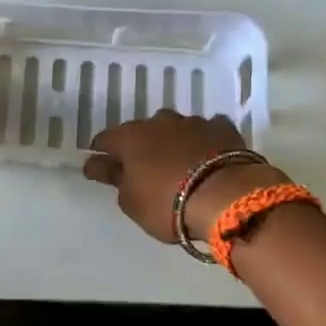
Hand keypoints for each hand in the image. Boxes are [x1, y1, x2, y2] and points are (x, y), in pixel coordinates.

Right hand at [84, 111, 284, 243]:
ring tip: (179, 164)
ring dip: (173, 143)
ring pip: (175, 129)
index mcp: (130, 138)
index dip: (101, 154)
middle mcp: (159, 122)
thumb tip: (100, 165)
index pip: (105, 140)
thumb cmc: (167, 203)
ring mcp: (193, 122)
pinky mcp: (223, 129)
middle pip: (142, 131)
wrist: (225, 197)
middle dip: (141, 146)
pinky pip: (207, 132)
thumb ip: (115, 180)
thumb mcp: (131, 202)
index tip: (101, 167)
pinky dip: (203, 142)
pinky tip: (208, 155)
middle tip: (144, 168)